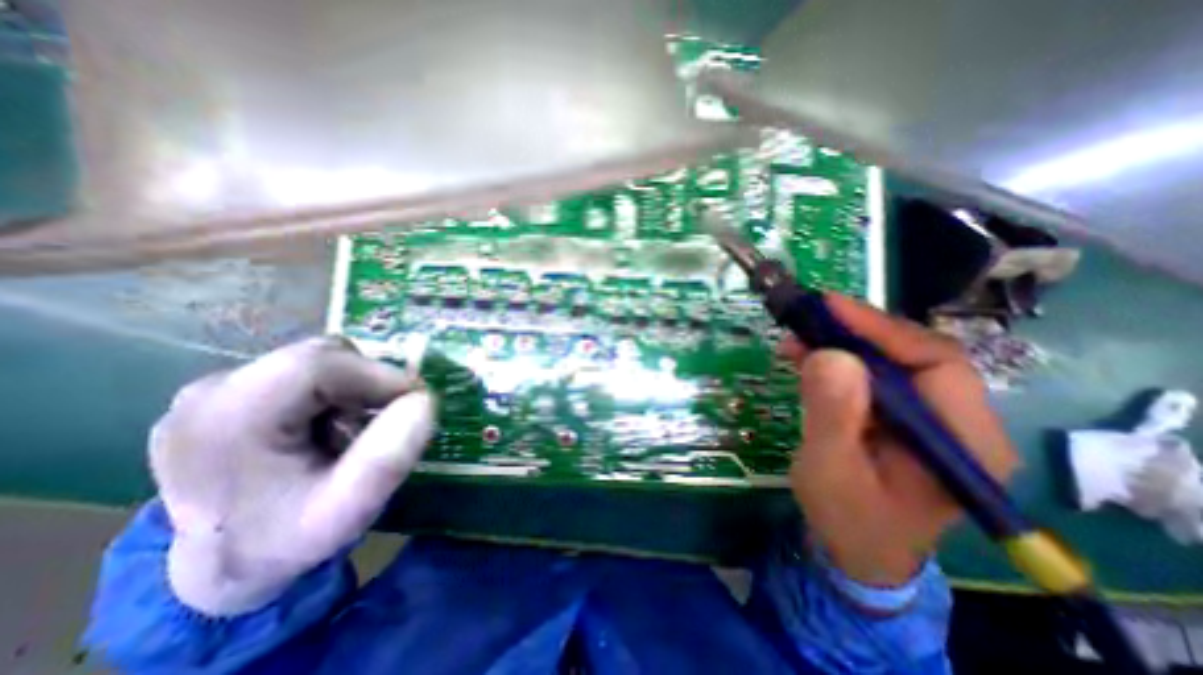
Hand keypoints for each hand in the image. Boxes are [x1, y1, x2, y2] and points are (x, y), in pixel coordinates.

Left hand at [148, 336, 433, 616]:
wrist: (215, 570)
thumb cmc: (282, 543)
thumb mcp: (344, 514)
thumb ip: (387, 460)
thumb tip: (424, 400)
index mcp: (226, 419)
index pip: (321, 364)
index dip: (380, 375)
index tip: (416, 401)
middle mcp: (211, 391)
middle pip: (321, 356)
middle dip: (368, 382)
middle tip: (385, 421)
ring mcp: (215, 389)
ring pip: (318, 360)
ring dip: (353, 387)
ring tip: (354, 429)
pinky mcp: (228, 393)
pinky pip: (305, 372)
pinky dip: (335, 391)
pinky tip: (330, 427)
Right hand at [787, 291, 1017, 584]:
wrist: (855, 550)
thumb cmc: (847, 518)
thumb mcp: (831, 470)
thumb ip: (834, 416)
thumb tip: (831, 355)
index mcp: (963, 441)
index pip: (937, 362)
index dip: (882, 329)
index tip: (829, 308)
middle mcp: (957, 422)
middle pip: (914, 354)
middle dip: (856, 332)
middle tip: (806, 318)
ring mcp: (928, 418)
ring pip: (889, 360)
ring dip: (841, 343)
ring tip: (796, 338)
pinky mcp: (899, 416)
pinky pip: (871, 374)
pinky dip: (836, 359)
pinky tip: (805, 356)